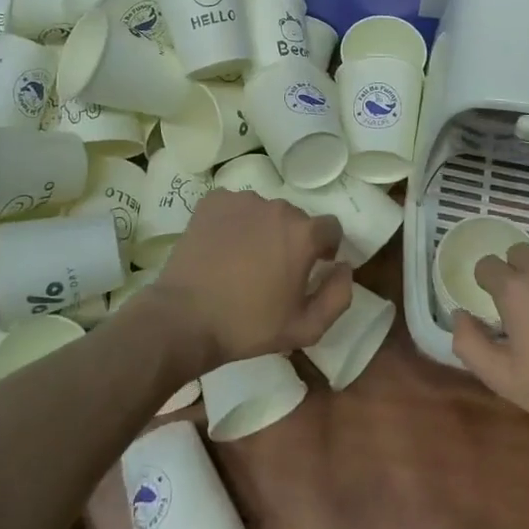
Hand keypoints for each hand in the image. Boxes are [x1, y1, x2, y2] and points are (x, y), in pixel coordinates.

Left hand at [148, 188, 350, 373]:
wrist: (184, 318)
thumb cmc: (248, 326)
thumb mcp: (306, 328)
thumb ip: (339, 295)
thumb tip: (344, 266)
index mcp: (303, 233)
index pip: (330, 228)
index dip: (324, 249)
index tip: (309, 270)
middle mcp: (277, 206)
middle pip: (296, 219)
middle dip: (291, 240)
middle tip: (272, 272)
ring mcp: (243, 200)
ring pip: (264, 212)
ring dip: (262, 230)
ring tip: (242, 261)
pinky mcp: (213, 201)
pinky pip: (234, 207)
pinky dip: (233, 222)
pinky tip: (221, 248)